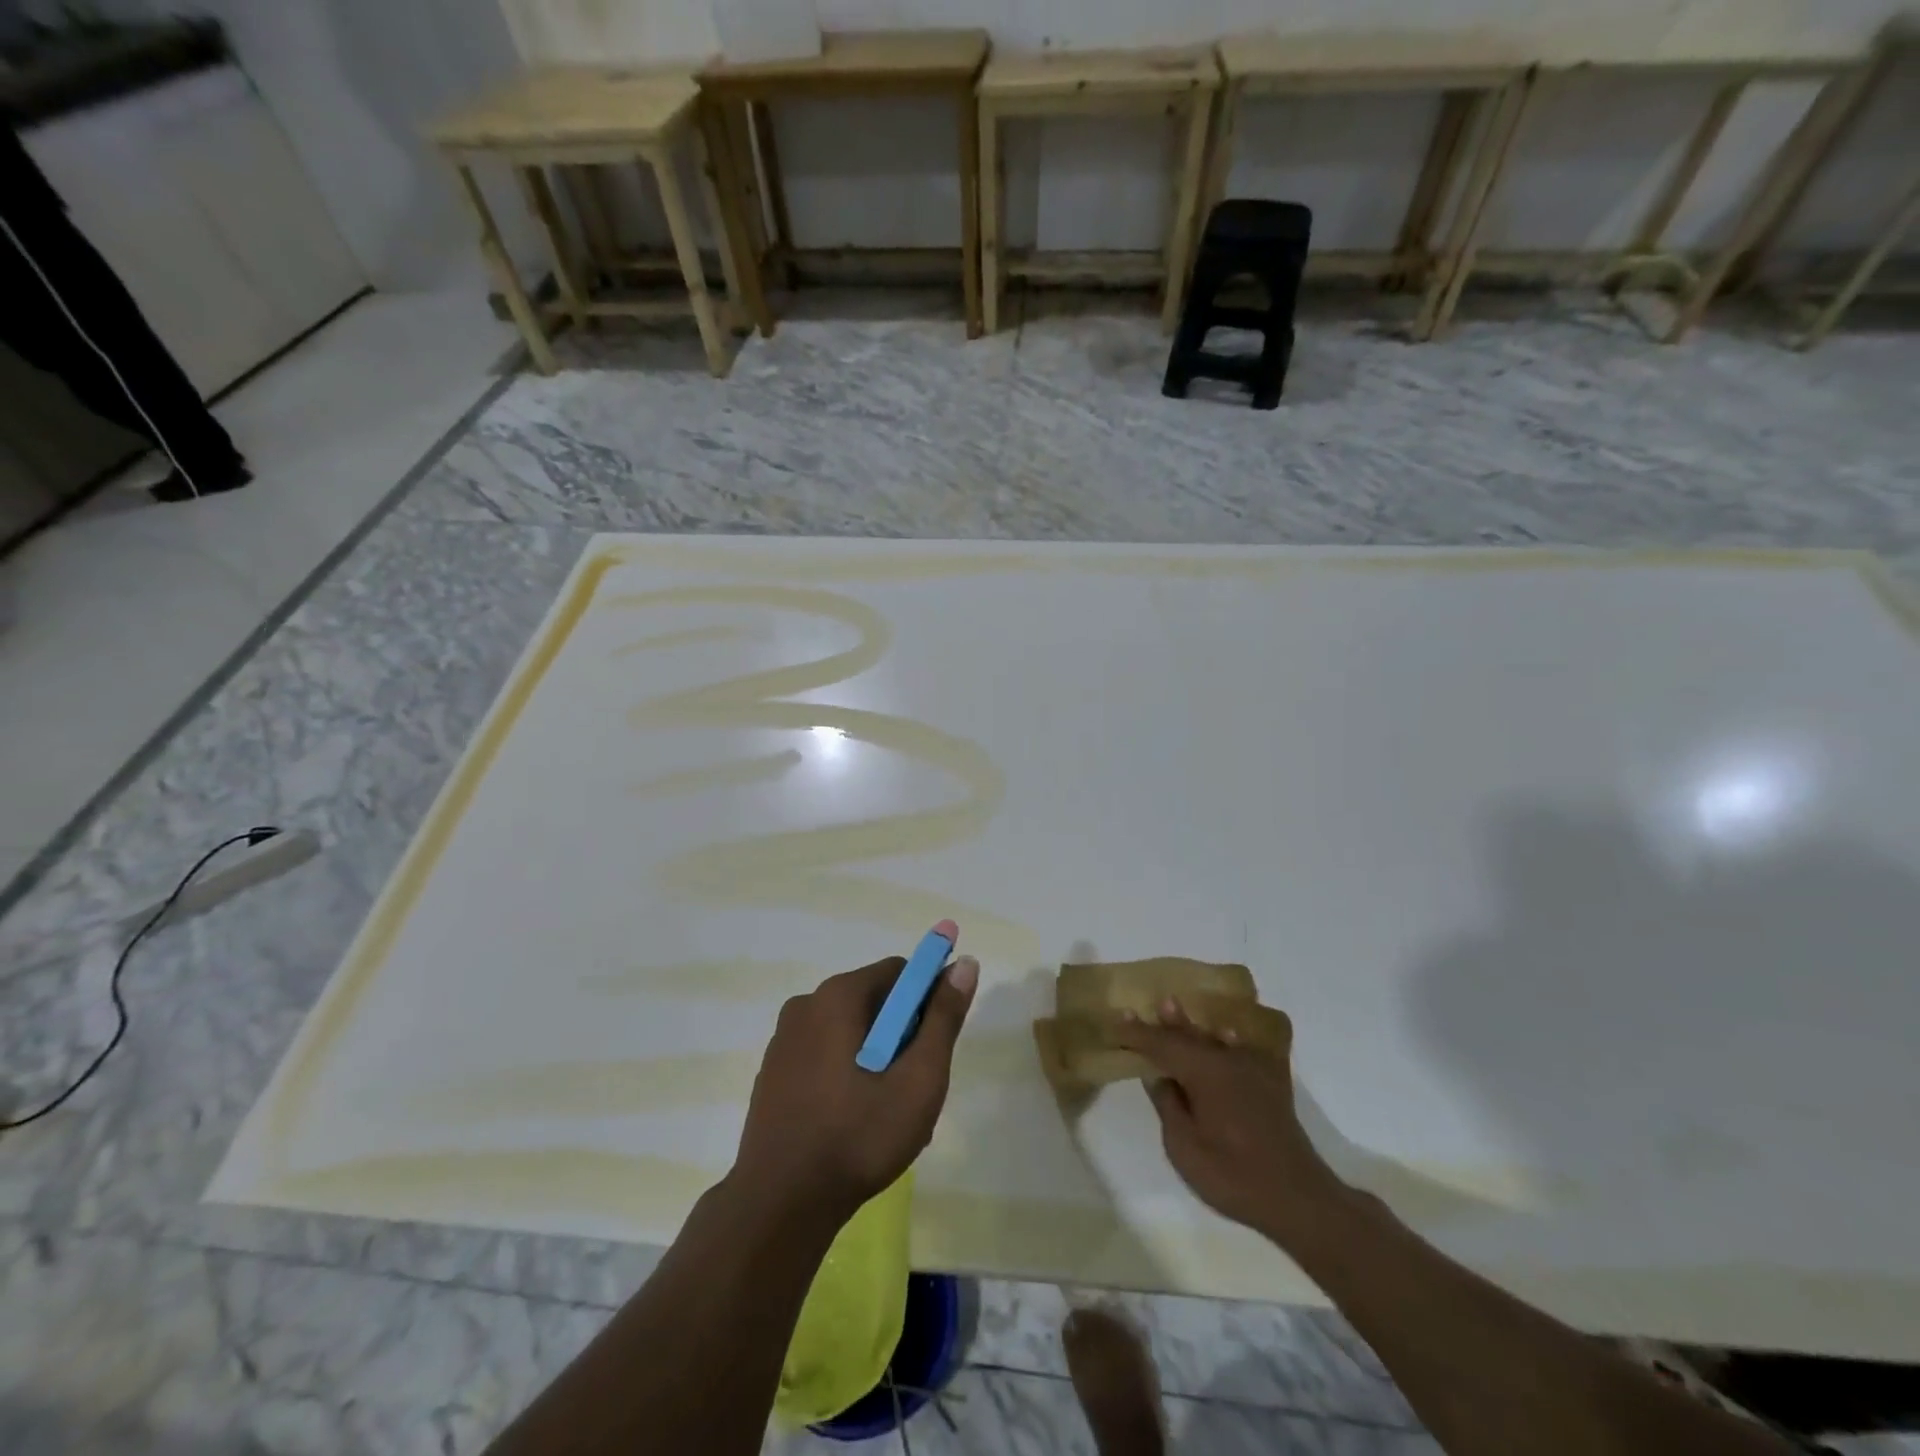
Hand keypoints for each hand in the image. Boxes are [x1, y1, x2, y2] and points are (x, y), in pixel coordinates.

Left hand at [731, 953, 978, 1225]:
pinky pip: (824, 1054)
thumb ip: (943, 1018)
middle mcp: (806, 1004)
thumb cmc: (858, 1138)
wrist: (780, 1206)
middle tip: (913, 1087)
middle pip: (874, 1001)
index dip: (927, 1001)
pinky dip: (846, 1072)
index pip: (899, 973)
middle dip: (901, 1035)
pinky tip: (852, 1121)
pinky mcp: (773, 1072)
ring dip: (875, 1056)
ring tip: (885, 1111)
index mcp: (837, 996)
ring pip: (850, 1031)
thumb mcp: (918, 1079)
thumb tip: (964, 963)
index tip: (934, 1046)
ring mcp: (784, 1039)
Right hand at [1114, 999, 1343, 1244]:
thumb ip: (1169, 1106)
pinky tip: (1226, 1036)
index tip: (1119, 1018)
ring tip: (1176, 1007)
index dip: (1139, 1033)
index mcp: (1204, 1072)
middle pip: (1190, 1036)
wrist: (1299, 1198)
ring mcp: (1253, 1071)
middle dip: (1168, 1022)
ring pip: (1214, 1039)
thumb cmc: (1233, 1175)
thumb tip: (1159, 1077)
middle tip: (1151, 1002)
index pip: (1163, 1045)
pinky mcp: (1271, 1087)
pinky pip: (1243, 1051)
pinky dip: (1228, 1041)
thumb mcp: (1184, 1147)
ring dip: (1193, 1026)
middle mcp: (1228, 1061)